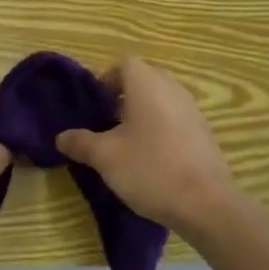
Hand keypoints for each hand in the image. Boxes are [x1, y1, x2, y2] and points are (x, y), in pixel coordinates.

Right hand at [57, 57, 241, 235]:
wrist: (208, 205)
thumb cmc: (150, 169)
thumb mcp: (105, 157)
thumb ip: (81, 142)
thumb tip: (61, 137)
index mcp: (147, 85)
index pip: (125, 64)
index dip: (106, 79)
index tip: (95, 105)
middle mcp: (172, 89)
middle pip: (144, 79)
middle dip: (123, 96)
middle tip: (107, 122)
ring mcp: (193, 111)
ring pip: (161, 99)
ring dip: (142, 113)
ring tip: (127, 142)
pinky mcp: (205, 133)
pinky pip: (176, 118)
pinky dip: (160, 128)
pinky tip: (152, 158)